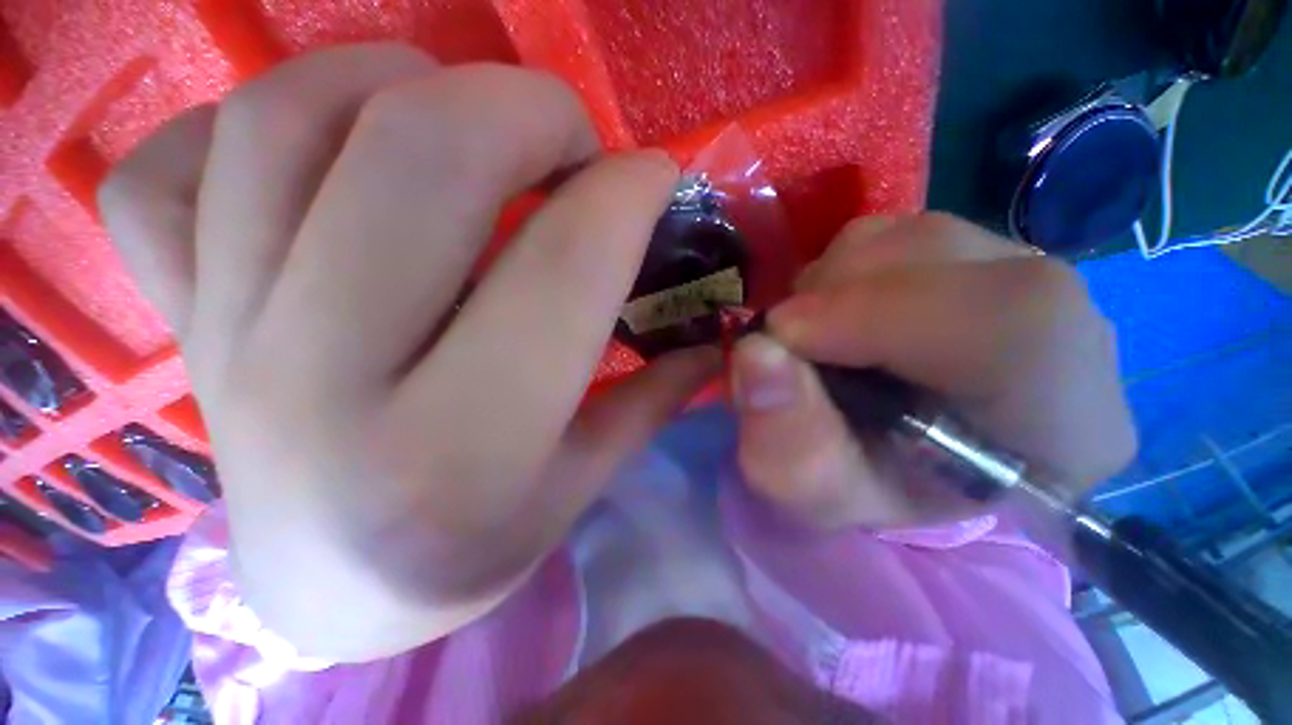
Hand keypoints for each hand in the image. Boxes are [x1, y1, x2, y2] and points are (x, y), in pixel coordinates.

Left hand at [98, 44, 718, 660]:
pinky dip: (243, 128)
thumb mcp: (579, 485)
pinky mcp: (169, 314)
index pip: (562, 267)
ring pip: (288, 117)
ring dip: (401, 84)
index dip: (627, 194)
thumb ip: (649, 399)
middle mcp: (323, 379)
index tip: (656, 177)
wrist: (327, 596)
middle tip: (567, 141)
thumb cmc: (469, 552)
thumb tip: (711, 333)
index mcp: (458, 450)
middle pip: (422, 150)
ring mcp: (223, 334)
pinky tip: (317, 163)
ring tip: (458, 124)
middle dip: (526, 109)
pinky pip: (165, 167)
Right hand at [730, 214, 1136, 529]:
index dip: (875, 313)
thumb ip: (788, 442)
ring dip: (835, 281)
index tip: (783, 336)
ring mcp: (1029, 279)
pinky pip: (901, 233)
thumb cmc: (874, 489)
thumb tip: (756, 353)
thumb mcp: (819, 493)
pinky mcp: (984, 255)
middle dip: (835, 294)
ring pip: (914, 236)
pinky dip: (847, 268)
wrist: (908, 460)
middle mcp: (1068, 333)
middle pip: (950, 259)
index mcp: (1064, 426)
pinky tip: (841, 315)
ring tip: (817, 335)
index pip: (1009, 323)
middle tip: (789, 340)